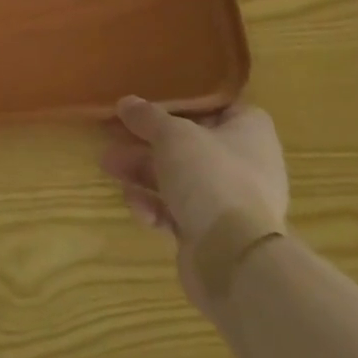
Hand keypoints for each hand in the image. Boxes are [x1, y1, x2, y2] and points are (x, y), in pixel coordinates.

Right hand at [102, 98, 288, 309]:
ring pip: (178, 177)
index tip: (150, 99)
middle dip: (147, 141)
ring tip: (109, 167)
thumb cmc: (211, 177)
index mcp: (249, 131)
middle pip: (188, 143)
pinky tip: (138, 208)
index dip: (182, 100)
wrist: (234, 258)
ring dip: (142, 172)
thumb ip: (147, 117)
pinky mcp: (212, 232)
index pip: (216, 104)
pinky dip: (155, 207)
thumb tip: (126, 102)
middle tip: (113, 135)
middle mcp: (244, 163)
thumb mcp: (173, 135)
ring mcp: (229, 201)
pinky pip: (178, 210)